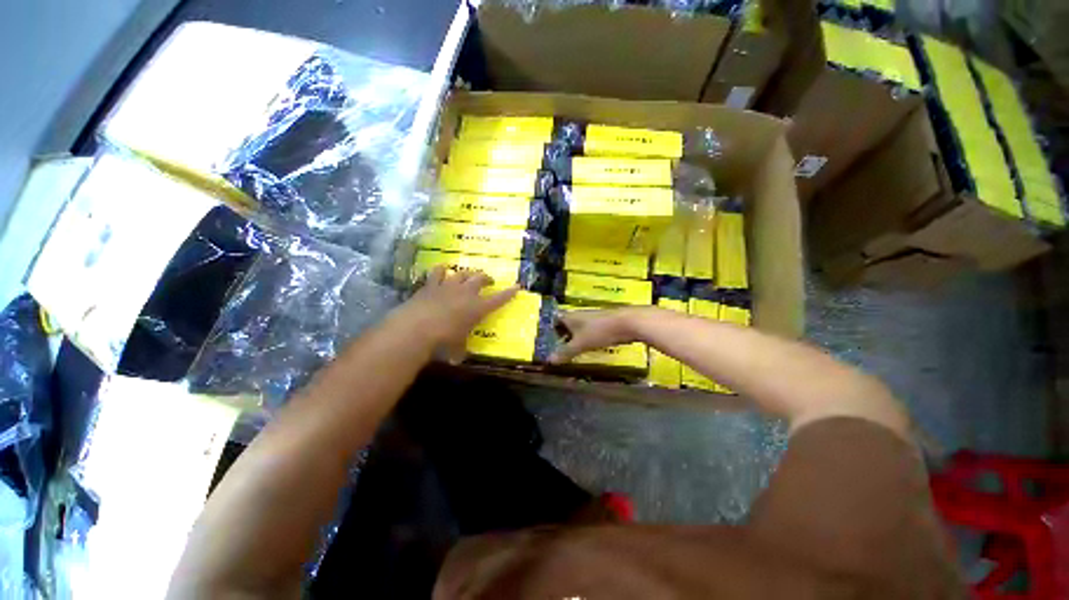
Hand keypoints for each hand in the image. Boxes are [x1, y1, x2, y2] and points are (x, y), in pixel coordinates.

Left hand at [397, 266, 518, 363]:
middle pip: (481, 278)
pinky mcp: (431, 285)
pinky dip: (442, 270)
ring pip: (463, 273)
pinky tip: (443, 269)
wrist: (417, 328)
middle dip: (487, 278)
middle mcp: (466, 293)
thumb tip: (457, 360)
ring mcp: (449, 286)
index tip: (517, 286)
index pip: (499, 298)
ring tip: (469, 275)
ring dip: (468, 273)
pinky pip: (438, 271)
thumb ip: (460, 350)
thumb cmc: (443, 341)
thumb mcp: (457, 348)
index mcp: (478, 308)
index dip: (509, 293)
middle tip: (489, 281)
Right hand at [550, 307, 642, 363]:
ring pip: (578, 328)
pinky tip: (589, 349)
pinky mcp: (603, 323)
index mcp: (570, 316)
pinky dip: (587, 339)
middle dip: (562, 336)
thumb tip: (548, 361)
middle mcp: (579, 315)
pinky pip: (590, 331)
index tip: (547, 343)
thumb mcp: (580, 344)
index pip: (554, 320)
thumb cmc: (599, 331)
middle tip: (558, 351)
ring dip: (575, 339)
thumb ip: (565, 352)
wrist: (627, 322)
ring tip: (572, 353)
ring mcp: (592, 318)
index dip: (550, 330)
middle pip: (566, 325)